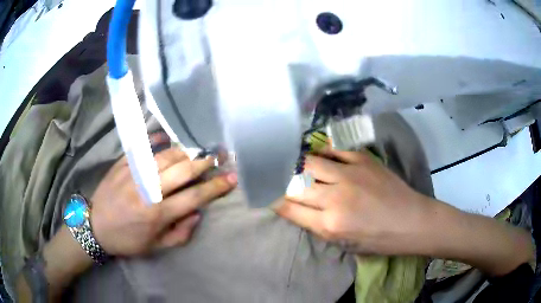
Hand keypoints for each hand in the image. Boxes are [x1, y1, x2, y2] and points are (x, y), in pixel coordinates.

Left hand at [90, 147, 236, 255]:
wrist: (95, 227)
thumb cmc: (127, 240)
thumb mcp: (156, 247)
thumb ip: (180, 233)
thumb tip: (197, 213)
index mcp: (158, 214)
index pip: (195, 197)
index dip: (216, 187)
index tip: (232, 178)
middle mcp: (148, 191)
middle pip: (182, 171)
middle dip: (204, 163)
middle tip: (217, 156)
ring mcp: (133, 174)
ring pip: (165, 156)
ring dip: (184, 152)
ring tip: (194, 152)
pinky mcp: (121, 165)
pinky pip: (141, 148)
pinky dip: (155, 141)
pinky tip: (165, 138)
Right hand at [274, 148, 430, 254]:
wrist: (411, 221)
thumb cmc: (379, 240)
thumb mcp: (344, 244)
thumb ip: (317, 226)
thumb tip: (296, 208)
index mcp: (330, 225)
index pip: (289, 208)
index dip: (274, 200)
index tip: (268, 194)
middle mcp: (335, 198)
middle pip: (295, 183)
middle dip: (281, 182)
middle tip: (277, 178)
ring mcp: (350, 175)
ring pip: (309, 162)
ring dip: (298, 165)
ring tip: (295, 164)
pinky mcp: (363, 160)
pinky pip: (334, 150)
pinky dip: (322, 151)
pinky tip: (318, 153)